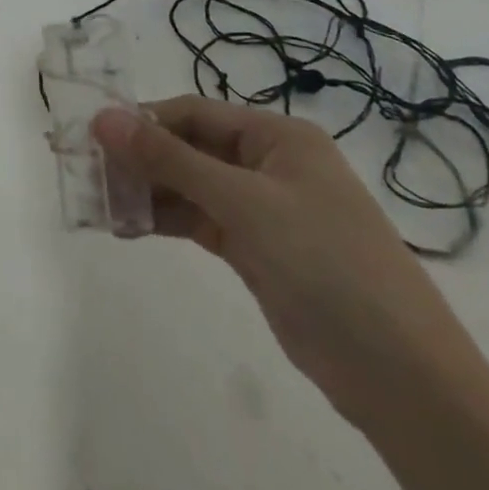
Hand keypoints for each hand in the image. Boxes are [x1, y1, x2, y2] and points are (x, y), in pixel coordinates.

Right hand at [93, 97, 485, 430]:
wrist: (401, 376)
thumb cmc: (325, 263)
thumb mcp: (243, 203)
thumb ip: (169, 160)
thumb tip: (103, 118)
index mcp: (277, 136)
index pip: (194, 112)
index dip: (143, 121)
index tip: (92, 136)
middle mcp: (268, 164)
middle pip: (189, 148)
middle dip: (140, 159)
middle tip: (87, 174)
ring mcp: (263, 209)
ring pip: (190, 186)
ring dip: (147, 192)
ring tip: (98, 204)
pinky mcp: (256, 249)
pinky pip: (199, 221)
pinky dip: (165, 221)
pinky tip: (128, 228)